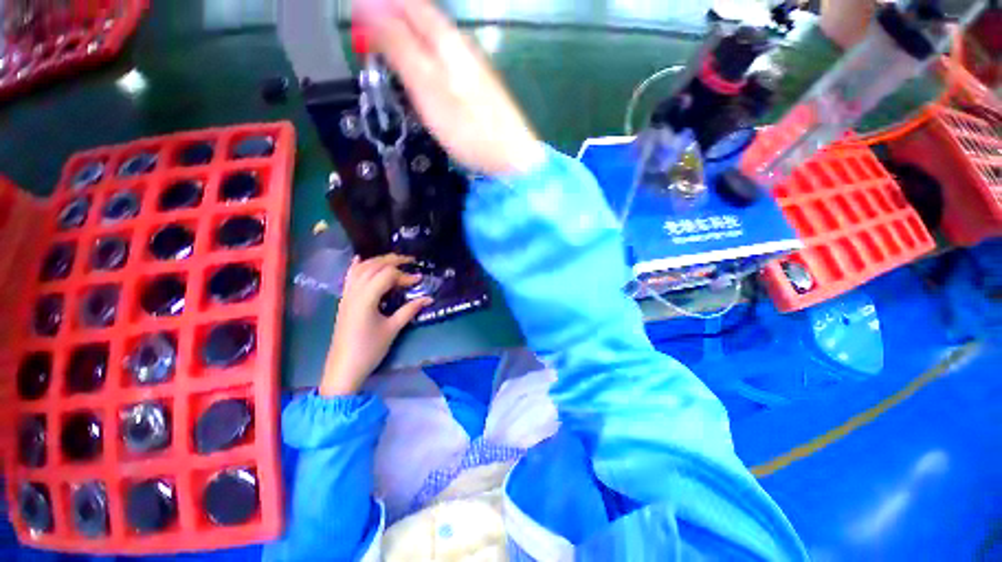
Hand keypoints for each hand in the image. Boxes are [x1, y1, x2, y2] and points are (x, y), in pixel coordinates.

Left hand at [320, 255, 432, 395]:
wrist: (344, 368)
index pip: (387, 275)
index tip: (419, 281)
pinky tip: (362, 260)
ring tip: (394, 260)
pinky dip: (357, 266)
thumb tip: (428, 298)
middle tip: (410, 261)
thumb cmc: (370, 349)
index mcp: (367, 298)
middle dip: (392, 260)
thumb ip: (410, 310)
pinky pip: (350, 277)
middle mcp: (355, 291)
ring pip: (361, 269)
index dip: (405, 275)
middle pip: (373, 266)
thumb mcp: (393, 329)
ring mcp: (347, 295)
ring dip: (378, 261)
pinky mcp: (344, 300)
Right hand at [355, 0, 545, 175]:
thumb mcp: (427, 86)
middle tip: (367, 45)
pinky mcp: (477, 88)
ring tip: (386, 60)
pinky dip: (424, 65)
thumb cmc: (467, 127)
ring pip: (432, 42)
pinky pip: (443, 64)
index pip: (407, 4)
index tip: (356, 24)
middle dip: (391, 25)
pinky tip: (419, 80)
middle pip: (420, 21)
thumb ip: (398, 45)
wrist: (510, 158)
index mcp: (446, 38)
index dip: (378, 9)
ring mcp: (472, 67)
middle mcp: (461, 44)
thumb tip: (366, 3)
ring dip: (406, 44)